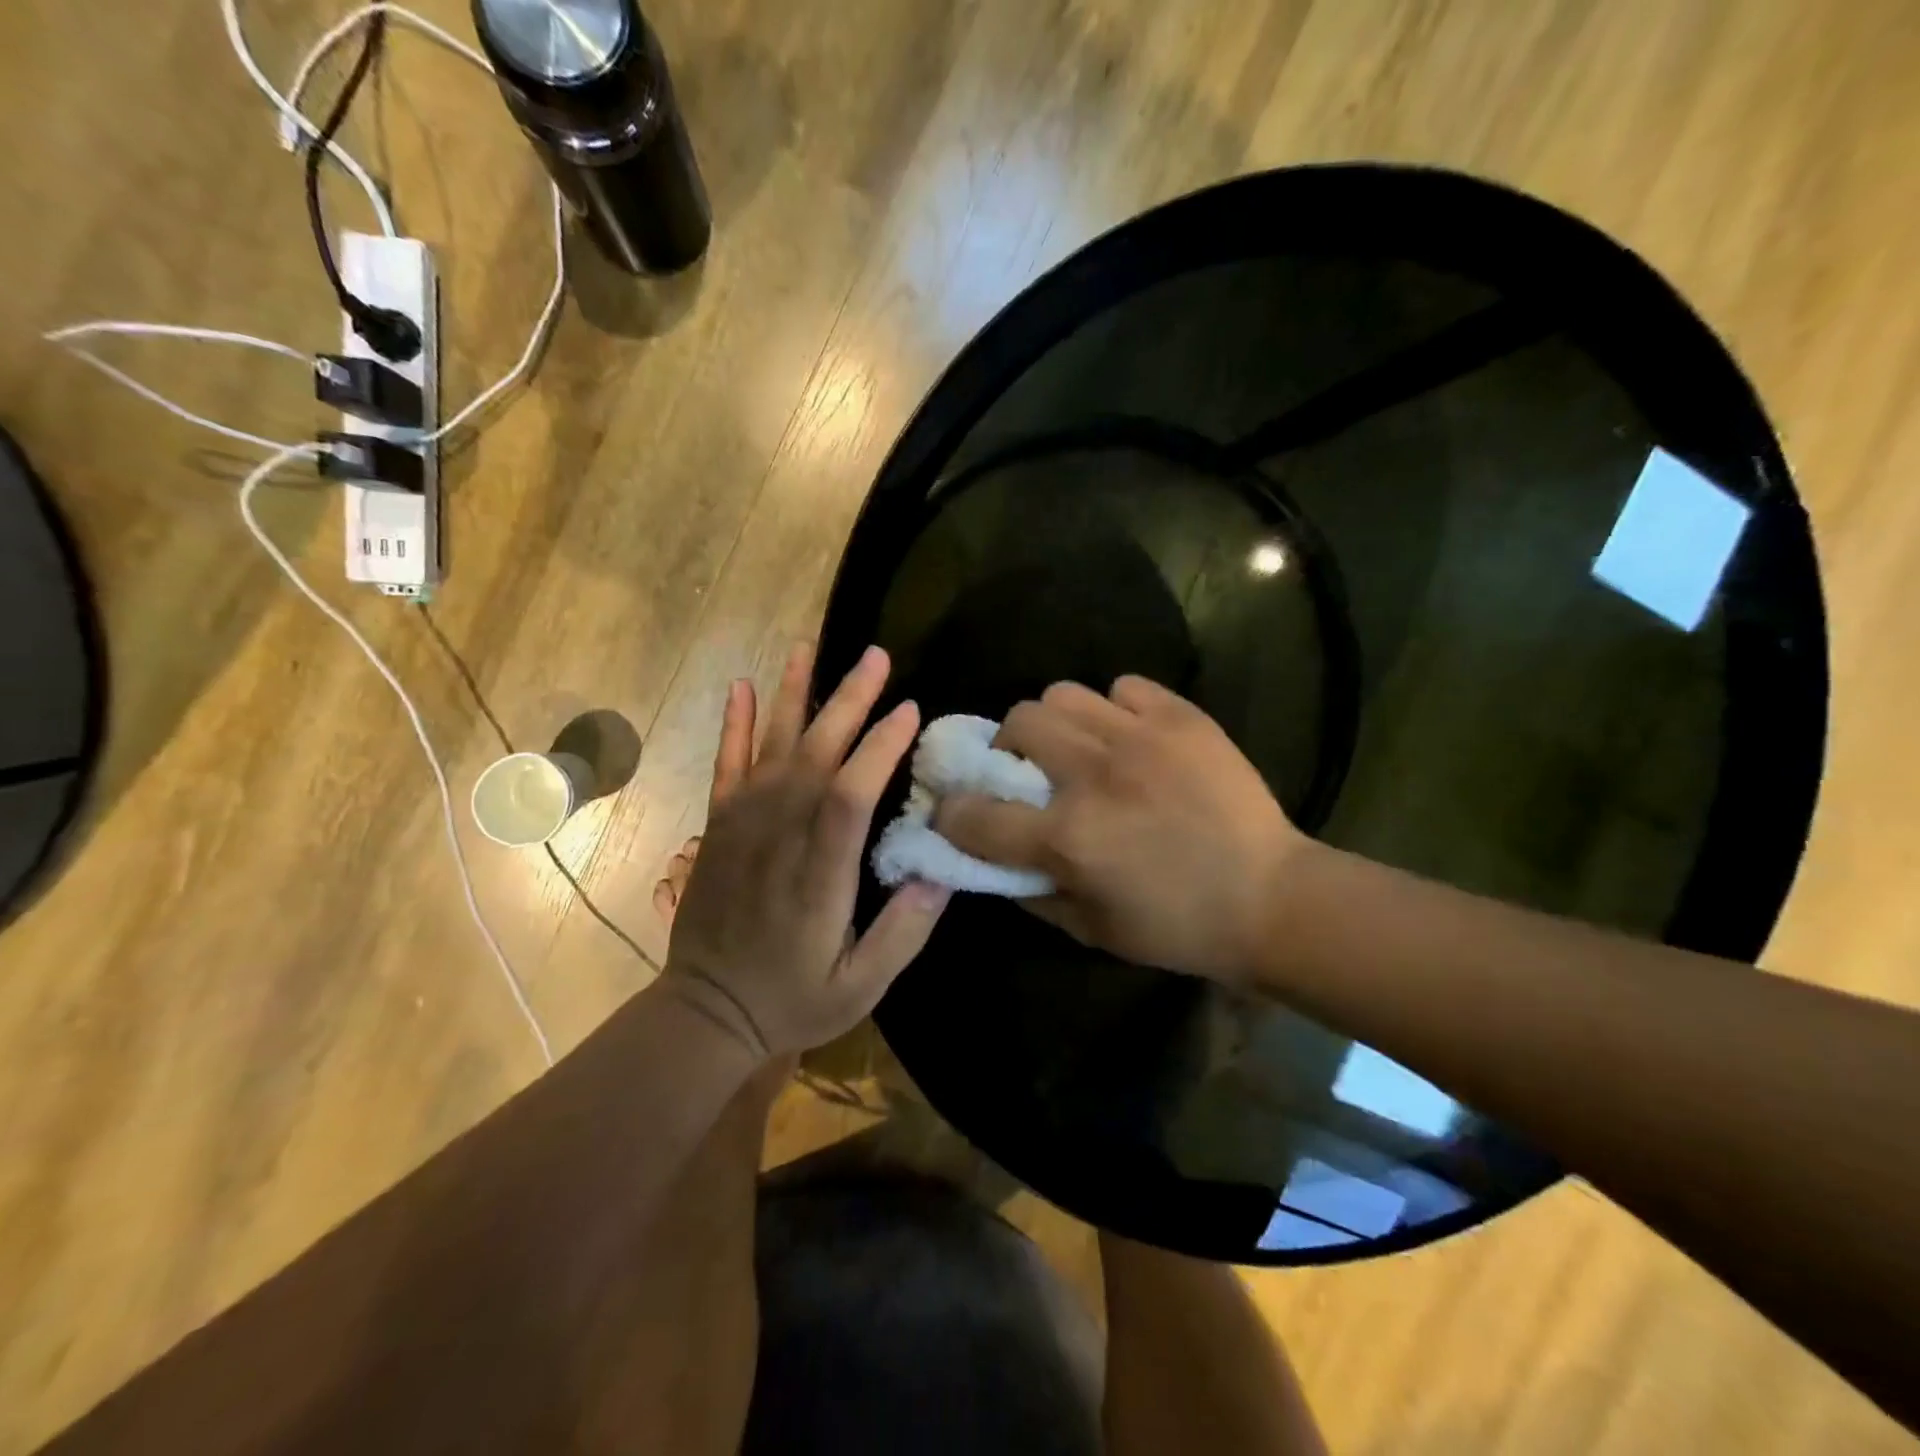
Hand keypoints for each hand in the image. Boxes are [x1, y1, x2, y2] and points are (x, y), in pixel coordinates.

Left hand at [662, 642, 951, 1058]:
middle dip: (848, 701)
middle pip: (815, 754)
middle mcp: (780, 836)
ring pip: (771, 746)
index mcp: (819, 874)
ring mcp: (743, 826)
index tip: (910, 711)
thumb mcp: (862, 986)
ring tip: (810, 647)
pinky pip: (726, 764)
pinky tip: (741, 686)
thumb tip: (941, 871)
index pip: (850, 795)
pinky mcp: (720, 826)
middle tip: (876, 656)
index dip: (880, 749)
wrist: (706, 1013)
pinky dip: (734, 724)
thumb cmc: (792, 1000)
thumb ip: (904, 931)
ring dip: (793, 694)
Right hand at [935, 676, 1308, 983]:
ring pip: (1062, 693)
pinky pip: (1124, 687)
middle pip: (1016, 723)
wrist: (1272, 899)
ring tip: (1079, 746)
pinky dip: (1115, 708)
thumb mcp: (1092, 930)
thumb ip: (1032, 893)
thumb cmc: (1178, 928)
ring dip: (1057, 722)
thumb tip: (994, 860)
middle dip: (1009, 748)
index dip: (952, 813)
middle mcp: (1092, 776)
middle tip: (1031, 770)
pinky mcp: (1181, 717)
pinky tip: (1131, 737)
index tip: (958, 813)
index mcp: (1067, 838)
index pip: (974, 814)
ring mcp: (1139, 737)